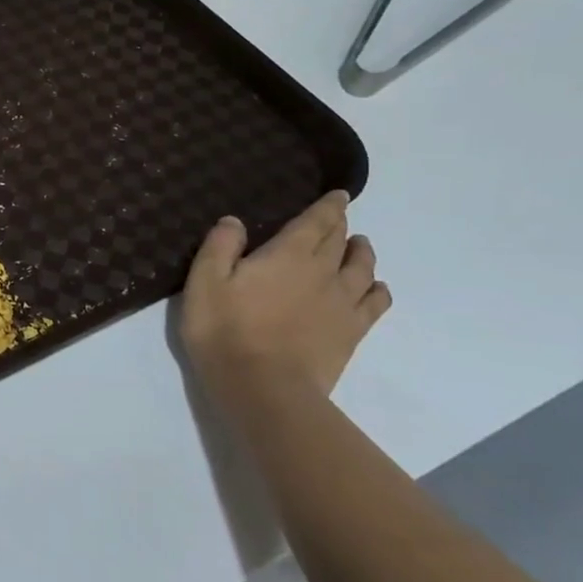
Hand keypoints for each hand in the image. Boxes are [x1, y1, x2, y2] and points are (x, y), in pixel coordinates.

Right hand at [179, 191, 391, 409]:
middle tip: (339, 216)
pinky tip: (375, 287)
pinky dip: (378, 289)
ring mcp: (342, 303)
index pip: (316, 222)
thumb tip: (234, 221)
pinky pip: (375, 303)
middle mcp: (323, 272)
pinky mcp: (351, 332)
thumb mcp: (204, 282)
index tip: (339, 195)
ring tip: (359, 245)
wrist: (263, 386)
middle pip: (339, 241)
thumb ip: (220, 246)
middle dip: (340, 225)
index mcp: (287, 255)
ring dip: (361, 252)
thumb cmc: (224, 329)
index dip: (328, 206)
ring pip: (362, 268)